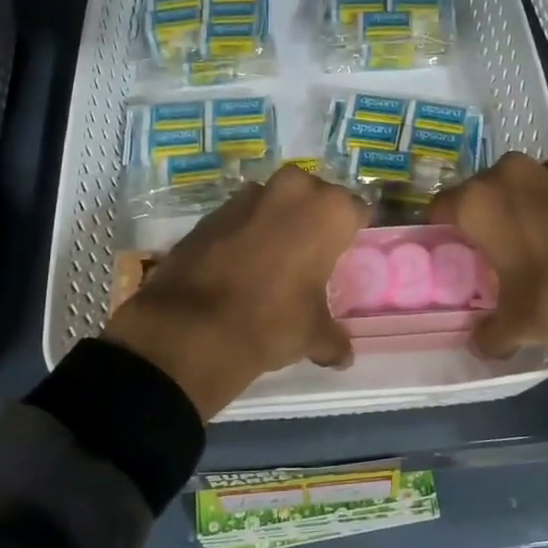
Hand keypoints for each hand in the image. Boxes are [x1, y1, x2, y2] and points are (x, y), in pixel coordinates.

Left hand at [103, 165, 370, 421]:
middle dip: (311, 218)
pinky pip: (239, 217)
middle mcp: (291, 190)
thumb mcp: (313, 335)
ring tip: (272, 259)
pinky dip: (243, 233)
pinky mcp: (210, 212)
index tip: (347, 252)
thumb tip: (343, 356)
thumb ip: (333, 339)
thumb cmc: (272, 321)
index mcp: (328, 211)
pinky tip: (238, 265)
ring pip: (273, 202)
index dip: (353, 231)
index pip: (355, 210)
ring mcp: (246, 197)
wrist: (192, 326)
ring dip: (275, 222)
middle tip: (310, 253)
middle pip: (312, 196)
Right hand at [430, 154, 547, 419]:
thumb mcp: (519, 325)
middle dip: (484, 222)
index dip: (442, 234)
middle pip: (482, 193)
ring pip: (524, 190)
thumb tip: (481, 344)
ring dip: (523, 214)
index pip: (440, 208)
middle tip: (494, 259)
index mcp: (481, 200)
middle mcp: (513, 173)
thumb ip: (488, 333)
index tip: (453, 258)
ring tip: (539, 253)